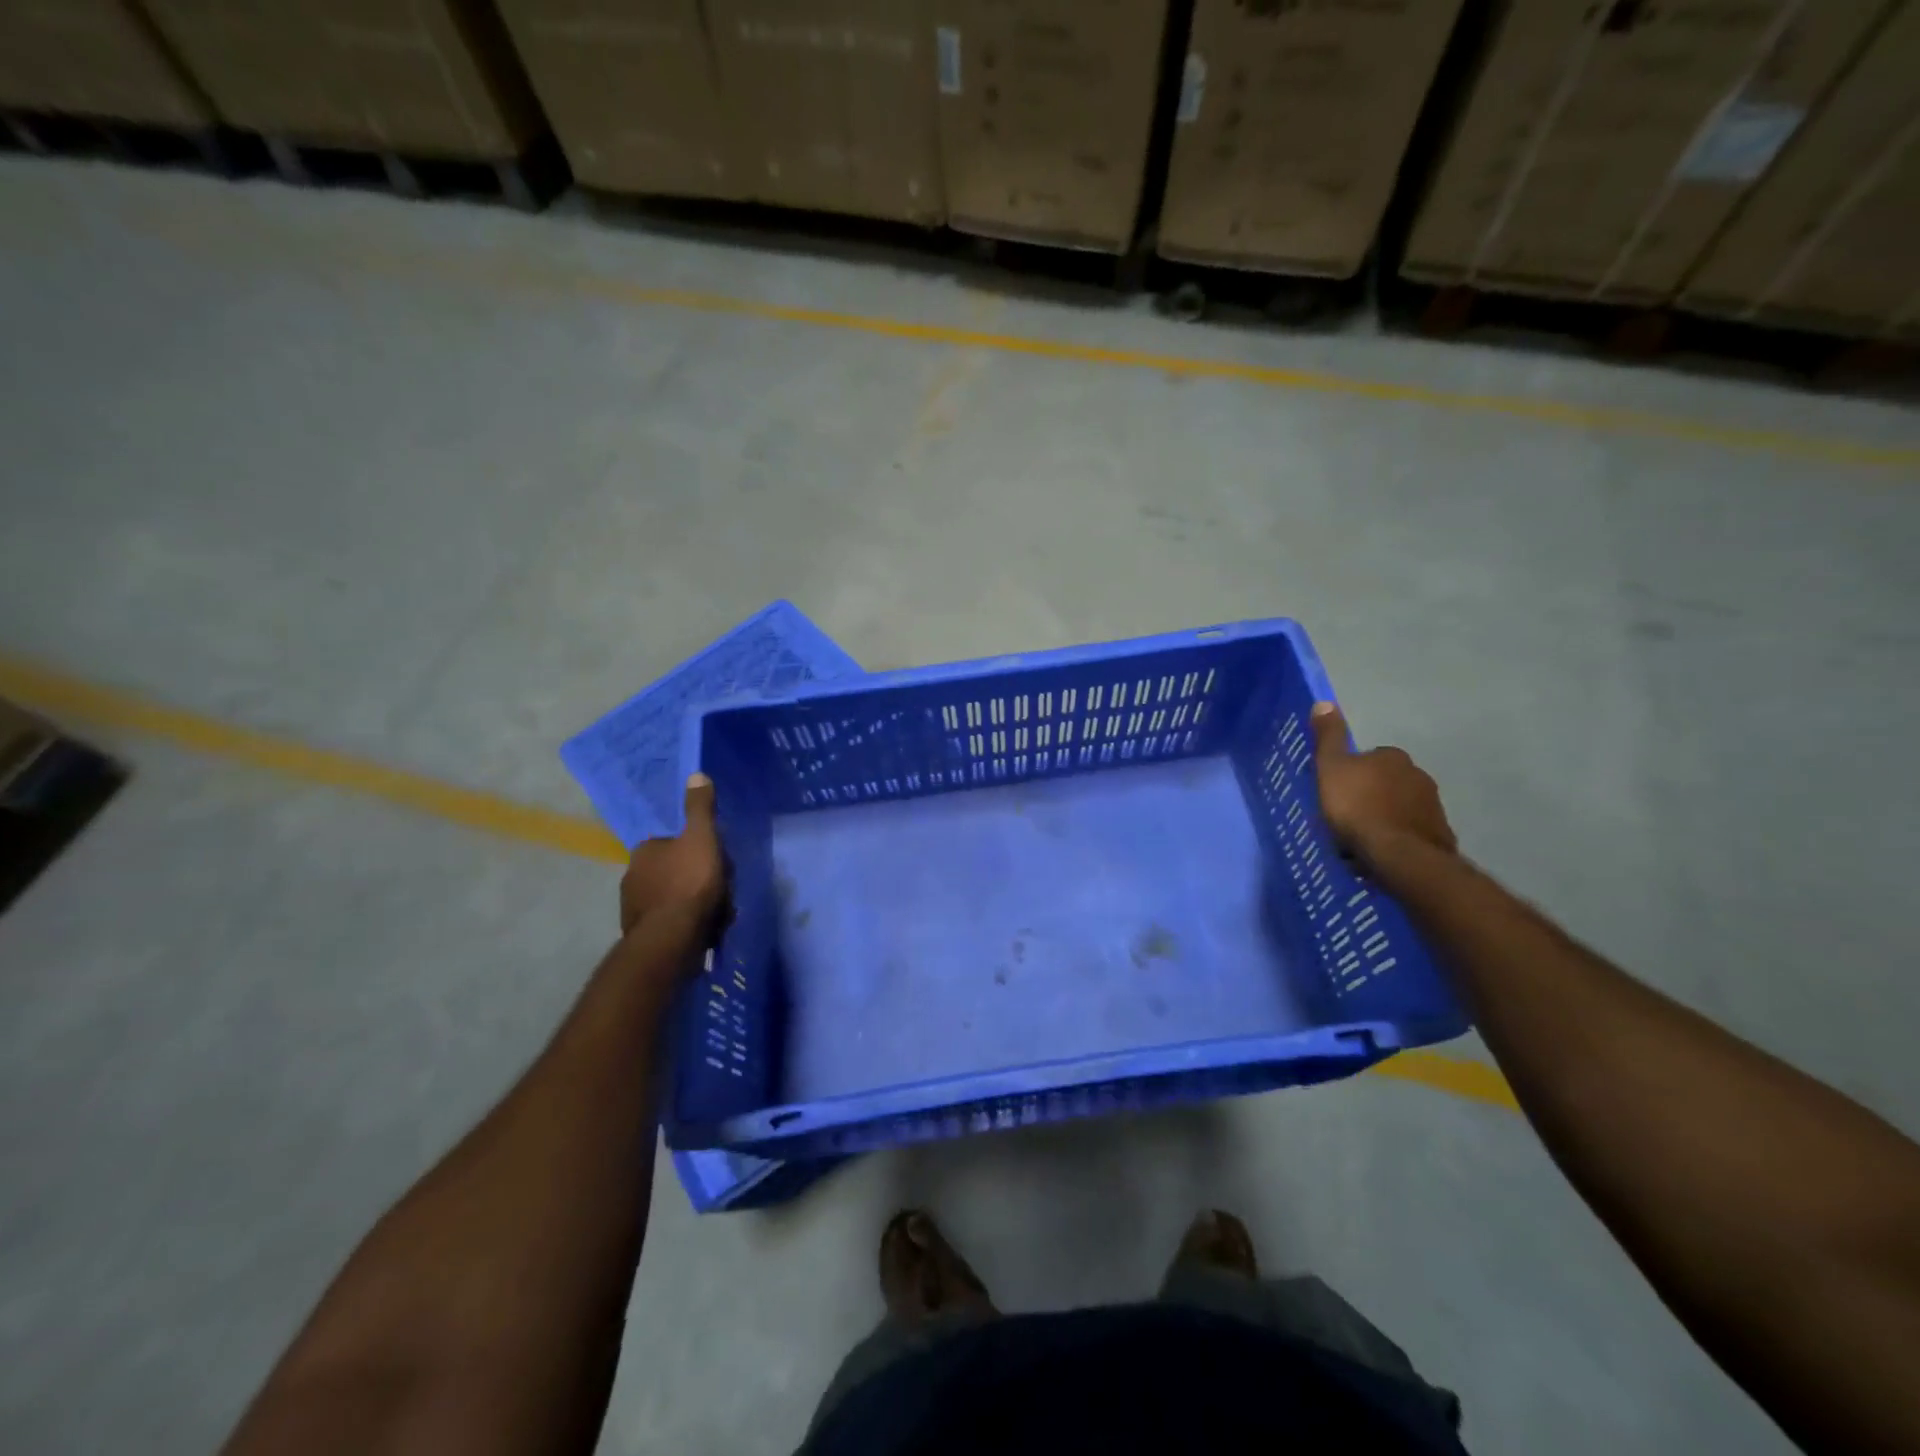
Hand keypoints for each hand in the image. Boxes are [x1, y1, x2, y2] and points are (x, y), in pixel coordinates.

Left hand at [620, 774, 726, 937]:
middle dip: (694, 878)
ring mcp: (633, 908)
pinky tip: (703, 930)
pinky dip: (684, 923)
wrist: (671, 939)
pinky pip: (669, 922)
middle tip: (721, 888)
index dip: (696, 849)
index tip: (715, 859)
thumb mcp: (702, 838)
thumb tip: (696, 773)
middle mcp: (631, 876)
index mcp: (644, 850)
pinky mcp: (641, 935)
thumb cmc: (689, 882)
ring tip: (717, 913)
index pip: (672, 842)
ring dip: (690, 903)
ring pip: (671, 897)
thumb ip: (700, 808)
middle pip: (672, 870)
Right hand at [1310, 703, 1456, 859]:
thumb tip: (1324, 702)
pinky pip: (1411, 831)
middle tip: (1347, 817)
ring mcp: (1432, 805)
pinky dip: (1397, 837)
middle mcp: (1418, 774)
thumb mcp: (1330, 769)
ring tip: (1362, 839)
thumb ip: (1328, 738)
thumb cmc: (1358, 807)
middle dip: (1371, 795)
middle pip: (1387, 782)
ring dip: (1384, 817)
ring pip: (1400, 807)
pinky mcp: (1439, 834)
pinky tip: (1381, 852)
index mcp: (1391, 757)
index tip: (1337, 793)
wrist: (1399, 854)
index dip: (1352, 774)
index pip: (1369, 758)